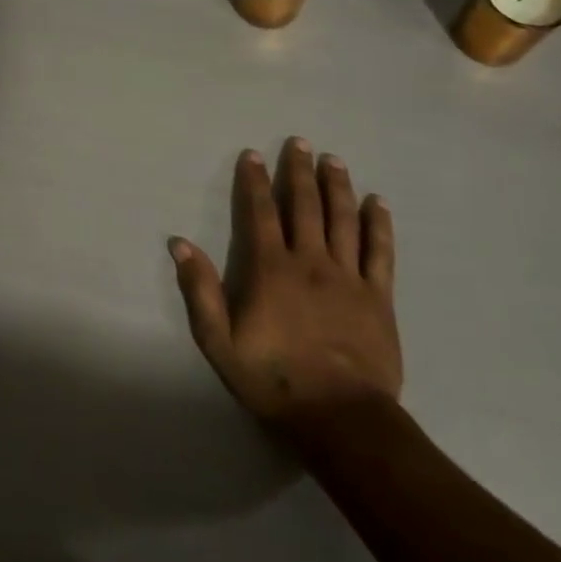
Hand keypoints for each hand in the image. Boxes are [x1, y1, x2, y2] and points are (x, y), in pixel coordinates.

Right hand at [170, 140, 401, 446]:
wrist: (341, 419)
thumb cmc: (274, 380)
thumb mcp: (219, 341)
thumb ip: (200, 290)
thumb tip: (180, 243)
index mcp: (271, 269)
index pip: (261, 213)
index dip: (256, 181)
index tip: (254, 154)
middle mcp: (310, 262)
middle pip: (305, 206)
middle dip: (299, 171)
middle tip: (300, 142)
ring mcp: (348, 278)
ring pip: (343, 220)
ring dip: (337, 186)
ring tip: (334, 160)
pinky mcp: (379, 297)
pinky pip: (380, 252)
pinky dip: (378, 224)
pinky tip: (377, 202)